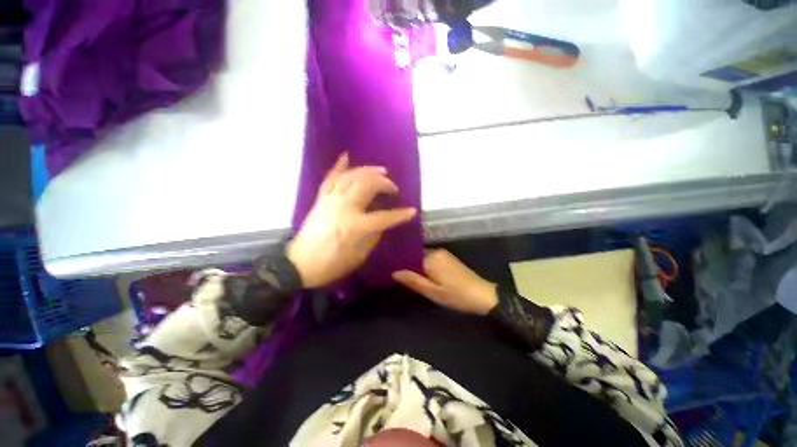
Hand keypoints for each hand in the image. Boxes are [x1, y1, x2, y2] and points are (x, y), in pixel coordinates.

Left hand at [287, 153, 416, 287]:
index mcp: (355, 226)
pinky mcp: (321, 199)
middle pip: (367, 186)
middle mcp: (343, 208)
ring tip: (381, 171)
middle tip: (393, 188)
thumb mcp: (359, 256)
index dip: (400, 215)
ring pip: (351, 177)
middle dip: (384, 184)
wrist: (299, 265)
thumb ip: (373, 236)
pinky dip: (339, 166)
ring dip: (368, 171)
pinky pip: (330, 178)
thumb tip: (381, 223)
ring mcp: (330, 201)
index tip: (412, 211)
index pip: (384, 217)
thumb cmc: (331, 265)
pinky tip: (346, 156)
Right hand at [392, 249, 497, 315]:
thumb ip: (413, 281)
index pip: (409, 256)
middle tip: (400, 279)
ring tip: (409, 279)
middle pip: (415, 256)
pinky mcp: (448, 258)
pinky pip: (430, 260)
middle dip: (408, 266)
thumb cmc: (457, 295)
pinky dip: (425, 267)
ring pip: (423, 258)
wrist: (483, 295)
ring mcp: (443, 254)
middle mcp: (436, 251)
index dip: (400, 264)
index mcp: (431, 258)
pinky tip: (423, 277)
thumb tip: (394, 272)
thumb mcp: (433, 292)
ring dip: (416, 267)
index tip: (390, 271)